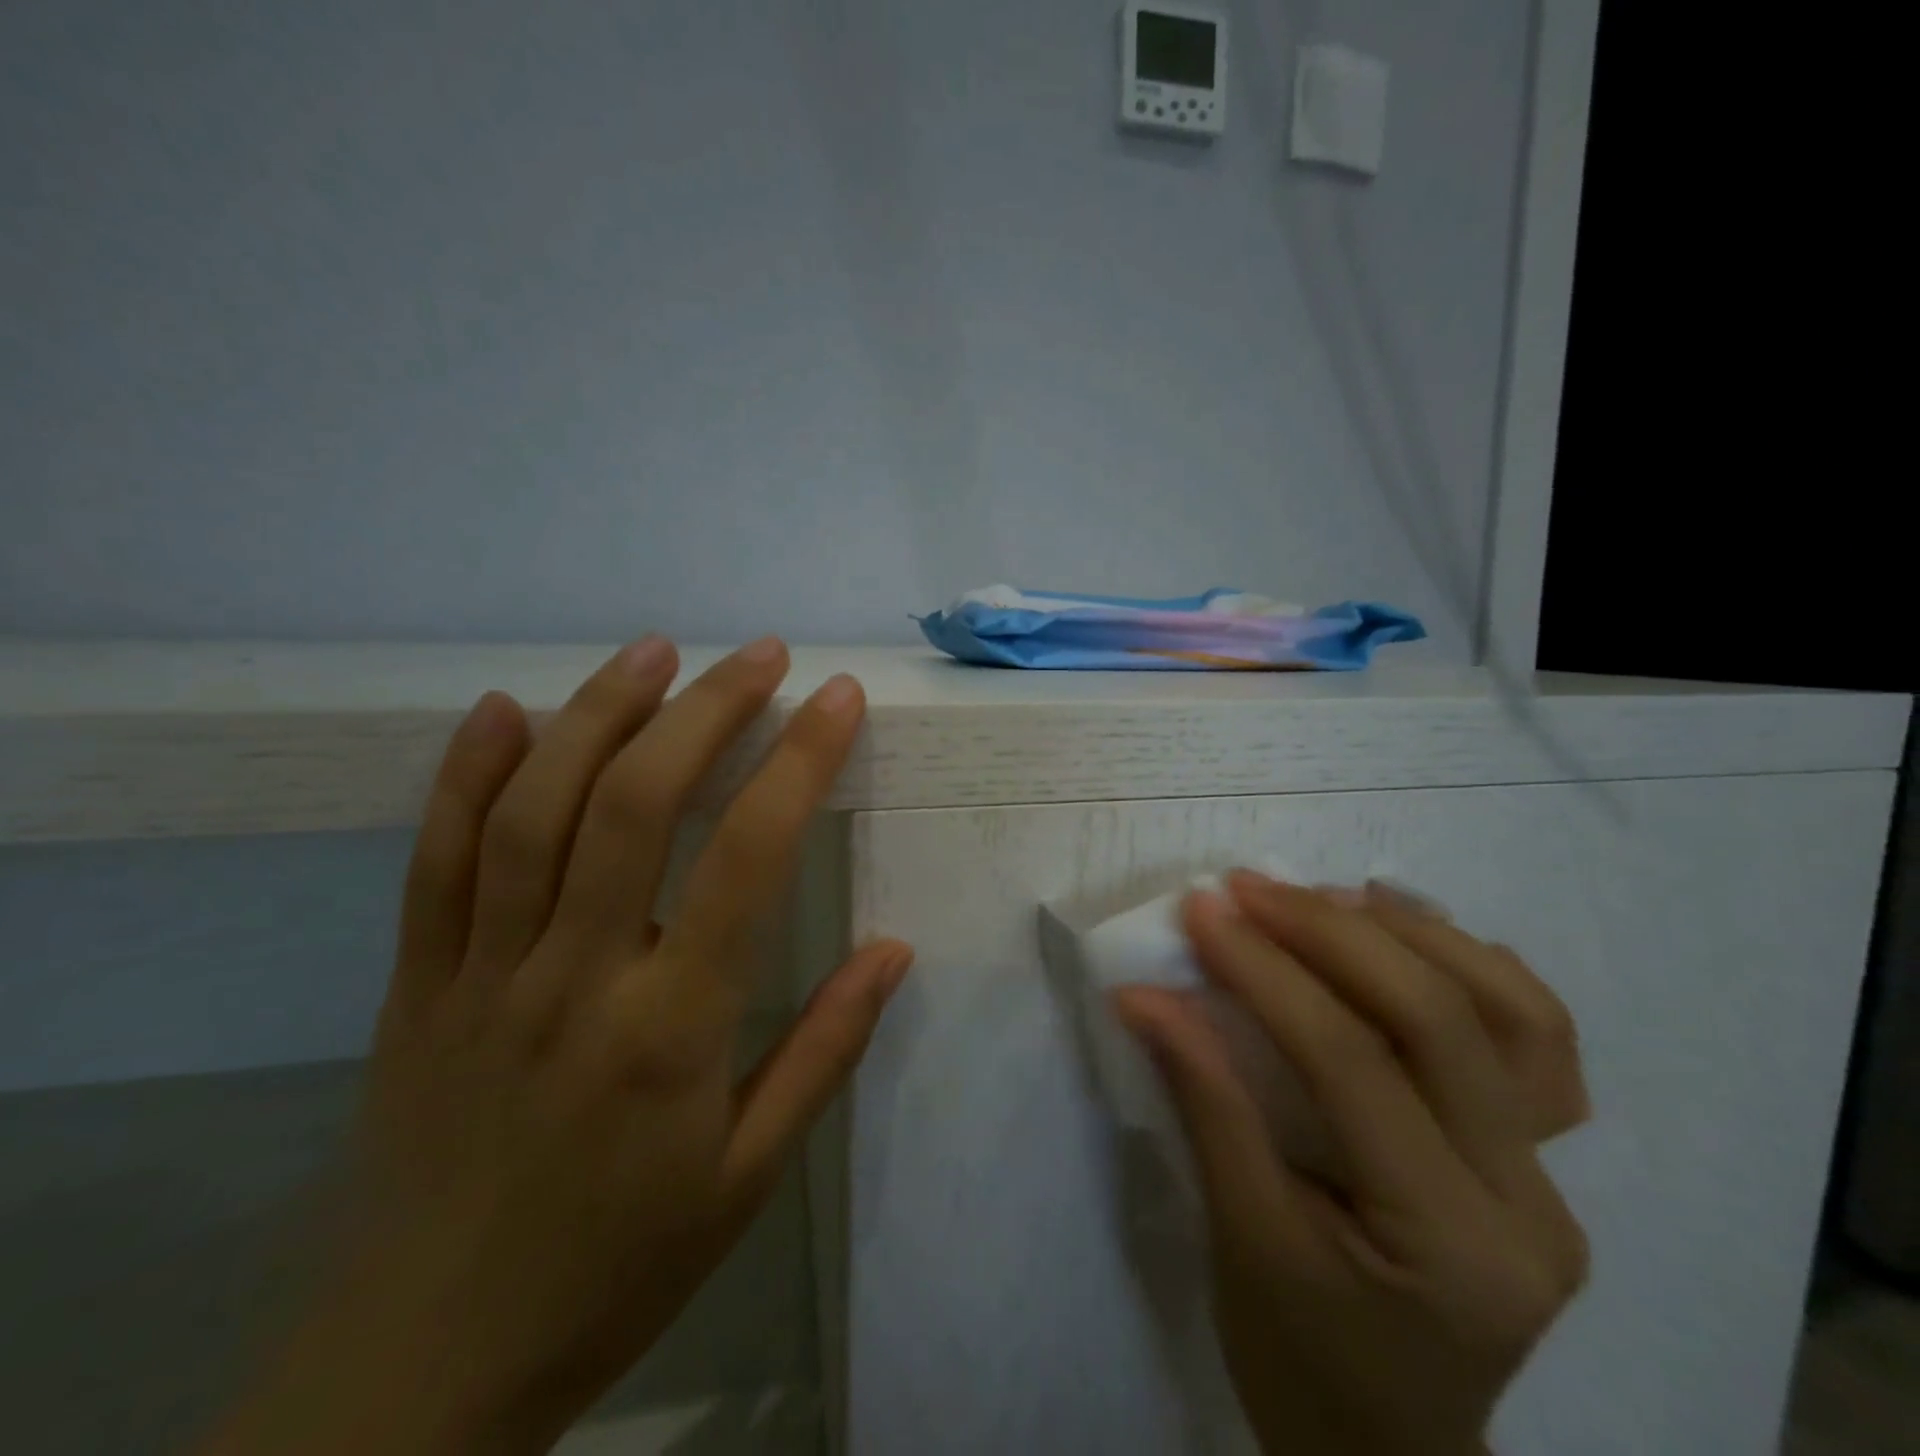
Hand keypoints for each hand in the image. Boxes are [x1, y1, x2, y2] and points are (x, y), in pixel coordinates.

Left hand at [202, 637, 912, 1455]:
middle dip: (708, 710)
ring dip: (601, 714)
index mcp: (672, 1029)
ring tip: (656, 651)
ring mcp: (481, 973)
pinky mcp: (413, 985)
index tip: (839, 698)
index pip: (749, 856)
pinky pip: (433, 861)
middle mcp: (575, 976)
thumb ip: (823, 1052)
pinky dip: (466, 774)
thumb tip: (893, 949)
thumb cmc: (616, 1265)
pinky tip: (506, 710)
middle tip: (761, 655)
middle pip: (639, 803)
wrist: (417, 1372)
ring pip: (536, 810)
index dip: (801, 761)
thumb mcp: (748, 1177)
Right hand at [1113, 872, 1589, 1455]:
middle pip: (1440, 1021)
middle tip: (1248, 889)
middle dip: (1329, 934)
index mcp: (1449, 1245)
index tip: (1201, 911)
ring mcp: (1550, 1178)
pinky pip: (1533, 1039)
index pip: (1351, 1064)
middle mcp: (1527, 1203)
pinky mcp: (1539, 1158)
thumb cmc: (1298, 1357)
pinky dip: (1471, 966)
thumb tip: (1145, 995)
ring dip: (1414, 935)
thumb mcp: (1239, 1235)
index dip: (1267, 973)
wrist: (1384, 1446)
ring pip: (1515, 1014)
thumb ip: (1203, 1100)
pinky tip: (1406, 935)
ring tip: (1327, 897)